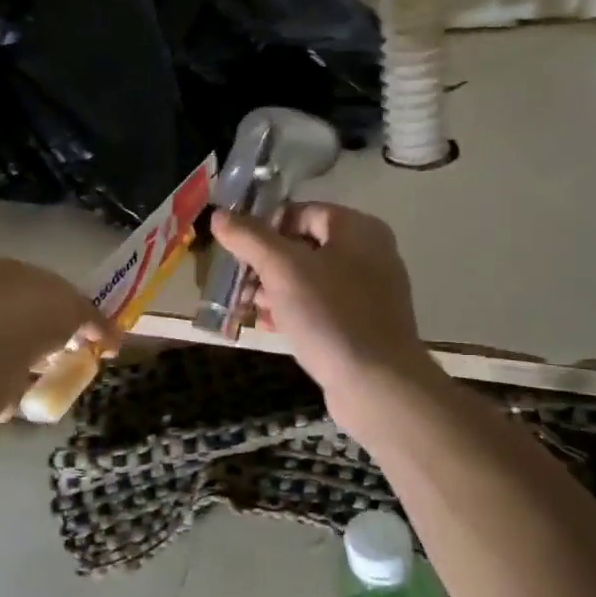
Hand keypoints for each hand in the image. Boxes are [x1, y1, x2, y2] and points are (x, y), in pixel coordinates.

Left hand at [0, 258, 117, 373]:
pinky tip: (45, 384)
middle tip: (82, 349)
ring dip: (45, 355)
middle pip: (36, 313)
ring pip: (24, 342)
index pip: (47, 282)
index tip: (90, 325)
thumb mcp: (77, 308)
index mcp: (9, 269)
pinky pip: (13, 368)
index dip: (72, 303)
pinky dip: (29, 376)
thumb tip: (115, 338)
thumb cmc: (35, 315)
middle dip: (60, 332)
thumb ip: (97, 319)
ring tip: (66, 369)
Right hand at [210, 204, 432, 411]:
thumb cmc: (330, 315)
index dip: (265, 226)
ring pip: (309, 279)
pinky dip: (293, 311)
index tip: (236, 249)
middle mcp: (369, 254)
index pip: (302, 212)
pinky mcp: (362, 325)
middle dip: (265, 263)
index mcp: (358, 229)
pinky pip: (321, 307)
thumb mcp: (282, 270)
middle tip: (237, 281)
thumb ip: (249, 238)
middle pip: (304, 246)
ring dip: (274, 289)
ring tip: (246, 306)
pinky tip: (268, 326)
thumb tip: (218, 215)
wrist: (377, 384)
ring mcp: (368, 292)